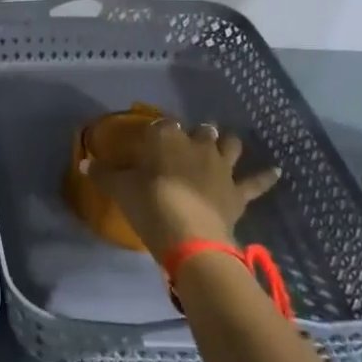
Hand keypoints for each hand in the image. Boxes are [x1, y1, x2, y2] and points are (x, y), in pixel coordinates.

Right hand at [90, 119, 279, 259]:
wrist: (189, 236)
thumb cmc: (150, 205)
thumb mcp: (120, 189)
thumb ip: (103, 174)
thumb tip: (83, 163)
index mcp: (166, 137)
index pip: (162, 125)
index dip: (158, 132)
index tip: (151, 141)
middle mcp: (197, 144)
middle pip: (200, 131)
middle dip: (196, 134)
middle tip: (186, 144)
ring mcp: (222, 166)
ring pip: (229, 145)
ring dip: (227, 144)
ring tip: (224, 145)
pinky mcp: (238, 191)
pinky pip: (257, 181)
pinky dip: (266, 176)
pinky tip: (277, 170)